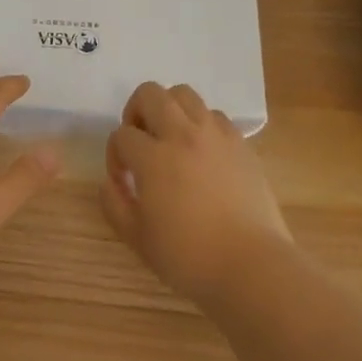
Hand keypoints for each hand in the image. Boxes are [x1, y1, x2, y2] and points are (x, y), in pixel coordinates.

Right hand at [102, 82, 293, 303]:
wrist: (252, 266)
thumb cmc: (189, 257)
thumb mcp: (137, 238)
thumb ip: (114, 204)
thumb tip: (109, 182)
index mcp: (154, 157)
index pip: (121, 135)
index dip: (115, 155)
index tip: (123, 180)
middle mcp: (183, 134)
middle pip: (150, 94)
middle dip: (136, 112)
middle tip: (141, 142)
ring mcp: (215, 135)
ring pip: (184, 94)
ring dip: (169, 110)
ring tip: (171, 139)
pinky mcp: (241, 143)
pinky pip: (214, 115)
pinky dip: (201, 124)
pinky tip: (202, 152)